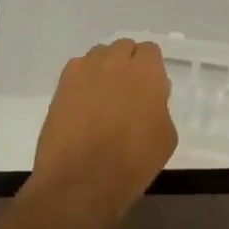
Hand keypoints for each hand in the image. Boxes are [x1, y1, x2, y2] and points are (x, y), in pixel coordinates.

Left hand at [25, 39, 177, 228]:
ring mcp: (86, 69)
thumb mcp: (165, 136)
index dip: (150, 68)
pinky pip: (77, 69)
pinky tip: (82, 106)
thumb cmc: (133, 163)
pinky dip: (82, 81)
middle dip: (127, 64)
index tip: (149, 88)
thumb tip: (148, 100)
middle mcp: (116, 61)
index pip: (150, 51)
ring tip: (101, 98)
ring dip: (104, 69)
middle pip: (124, 48)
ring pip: (99, 55)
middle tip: (126, 92)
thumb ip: (159, 107)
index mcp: (147, 72)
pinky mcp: (62, 83)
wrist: (82, 180)